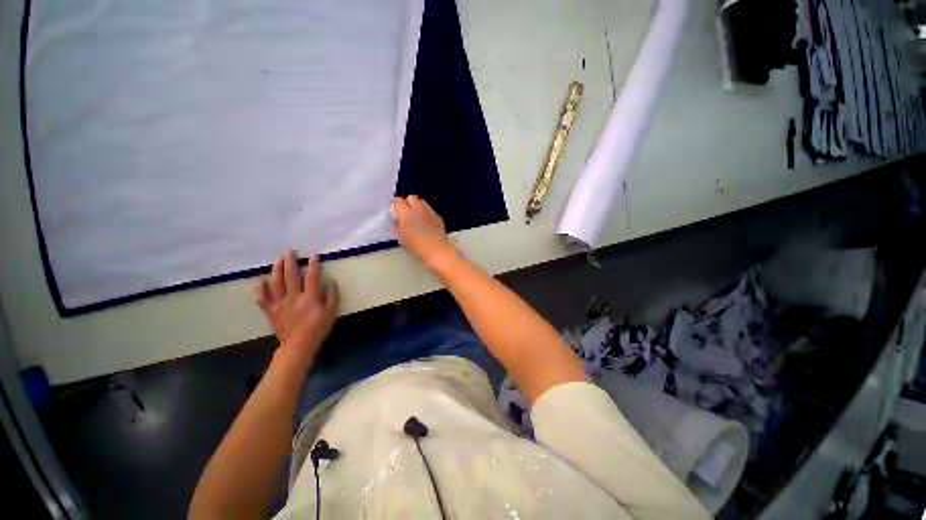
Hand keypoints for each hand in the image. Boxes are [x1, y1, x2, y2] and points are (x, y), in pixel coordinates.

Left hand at [254, 251, 337, 362]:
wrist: (298, 345)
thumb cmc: (318, 328)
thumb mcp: (331, 312)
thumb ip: (332, 296)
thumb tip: (331, 281)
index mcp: (310, 297)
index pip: (312, 277)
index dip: (313, 265)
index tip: (313, 255)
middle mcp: (293, 297)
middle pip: (291, 276)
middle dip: (290, 262)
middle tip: (289, 251)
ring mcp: (280, 303)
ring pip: (276, 283)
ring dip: (276, 270)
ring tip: (277, 259)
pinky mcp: (271, 311)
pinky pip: (262, 299)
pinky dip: (259, 290)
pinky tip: (259, 281)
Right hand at [391, 195, 456, 269]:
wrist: (437, 250)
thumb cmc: (417, 246)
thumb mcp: (401, 238)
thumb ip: (397, 226)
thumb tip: (397, 220)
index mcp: (406, 213)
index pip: (398, 200)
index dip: (395, 205)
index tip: (395, 212)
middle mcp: (418, 209)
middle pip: (411, 197)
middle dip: (407, 203)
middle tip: (406, 213)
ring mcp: (430, 212)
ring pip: (422, 202)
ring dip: (417, 206)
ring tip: (416, 217)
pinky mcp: (438, 217)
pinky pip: (430, 210)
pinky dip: (426, 213)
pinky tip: (426, 223)